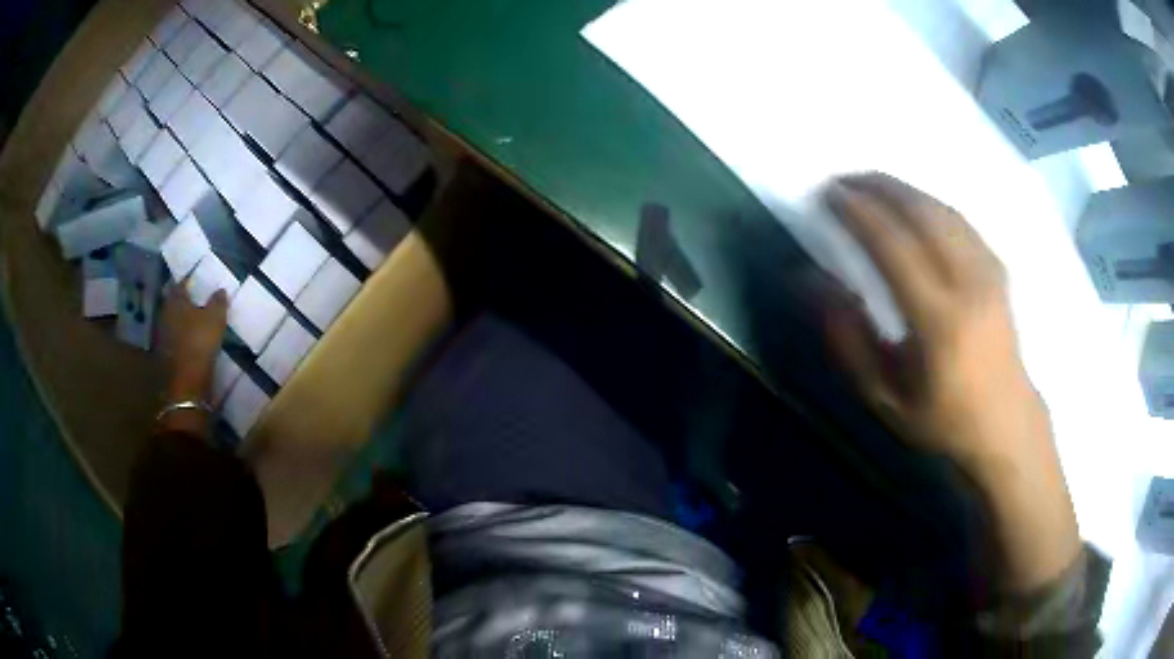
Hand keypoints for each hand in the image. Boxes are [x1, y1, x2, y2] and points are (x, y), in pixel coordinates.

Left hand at [161, 282, 228, 402]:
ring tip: (193, 321)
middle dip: (183, 302)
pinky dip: (180, 337)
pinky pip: (174, 339)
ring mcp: (163, 336)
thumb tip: (220, 290)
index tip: (196, 281)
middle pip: (174, 303)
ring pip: (173, 321)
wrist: (186, 382)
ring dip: (181, 320)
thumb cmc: (200, 343)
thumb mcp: (215, 319)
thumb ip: (218, 302)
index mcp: (175, 301)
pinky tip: (189, 340)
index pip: (180, 284)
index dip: (188, 281)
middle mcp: (165, 314)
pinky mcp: (165, 354)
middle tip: (195, 300)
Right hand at [823, 173, 1078, 594]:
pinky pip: (961, 220)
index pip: (893, 246)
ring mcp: (988, 272)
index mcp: (940, 321)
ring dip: (904, 189)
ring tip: (872, 183)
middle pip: (921, 213)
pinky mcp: (998, 269)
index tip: (827, 195)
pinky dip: (931, 203)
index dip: (857, 214)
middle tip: (844, 179)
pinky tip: (914, 204)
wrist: (1005, 423)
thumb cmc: (943, 419)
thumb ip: (848, 339)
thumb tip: (809, 281)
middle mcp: (969, 284)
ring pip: (943, 210)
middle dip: (879, 187)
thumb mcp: (885, 397)